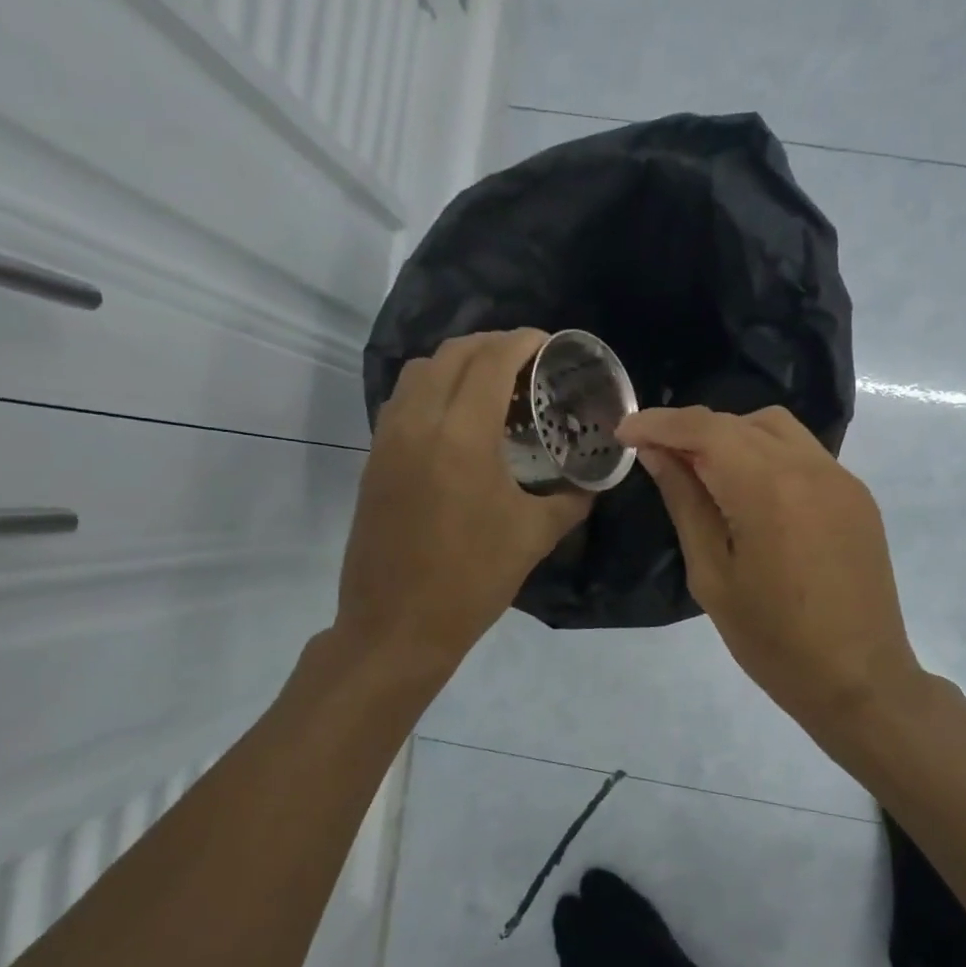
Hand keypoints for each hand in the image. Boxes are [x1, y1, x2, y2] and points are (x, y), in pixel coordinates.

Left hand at [336, 331, 590, 671]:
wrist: (398, 624)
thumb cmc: (472, 580)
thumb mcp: (534, 537)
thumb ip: (570, 500)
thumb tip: (591, 484)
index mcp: (461, 436)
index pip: (491, 360)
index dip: (523, 342)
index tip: (549, 344)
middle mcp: (418, 423)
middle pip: (452, 354)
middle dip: (492, 345)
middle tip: (526, 362)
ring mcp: (388, 440)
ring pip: (419, 372)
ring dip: (457, 363)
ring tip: (491, 384)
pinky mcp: (374, 460)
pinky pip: (403, 401)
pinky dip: (432, 389)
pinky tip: (458, 419)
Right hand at [617, 405, 923, 733]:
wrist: (858, 678)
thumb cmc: (772, 640)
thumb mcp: (712, 576)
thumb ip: (686, 504)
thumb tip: (658, 455)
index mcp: (768, 489)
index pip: (705, 429)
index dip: (660, 423)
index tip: (625, 431)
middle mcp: (810, 467)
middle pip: (740, 422)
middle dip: (693, 431)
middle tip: (658, 458)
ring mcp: (841, 479)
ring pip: (776, 430)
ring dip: (732, 437)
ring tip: (704, 473)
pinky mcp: (857, 496)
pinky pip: (804, 455)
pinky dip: (766, 457)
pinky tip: (750, 494)